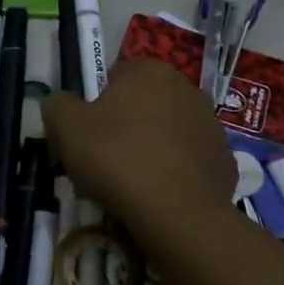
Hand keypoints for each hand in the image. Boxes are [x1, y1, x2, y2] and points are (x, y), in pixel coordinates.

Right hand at [43, 59, 234, 235]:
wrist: (177, 214)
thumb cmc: (117, 158)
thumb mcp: (66, 127)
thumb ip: (58, 104)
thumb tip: (61, 103)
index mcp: (150, 71)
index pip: (116, 75)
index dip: (97, 103)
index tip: (87, 133)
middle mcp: (187, 88)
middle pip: (144, 102)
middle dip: (127, 124)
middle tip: (105, 158)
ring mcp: (211, 125)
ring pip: (169, 131)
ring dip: (152, 146)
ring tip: (132, 182)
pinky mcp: (225, 160)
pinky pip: (189, 160)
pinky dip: (175, 172)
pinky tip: (159, 194)